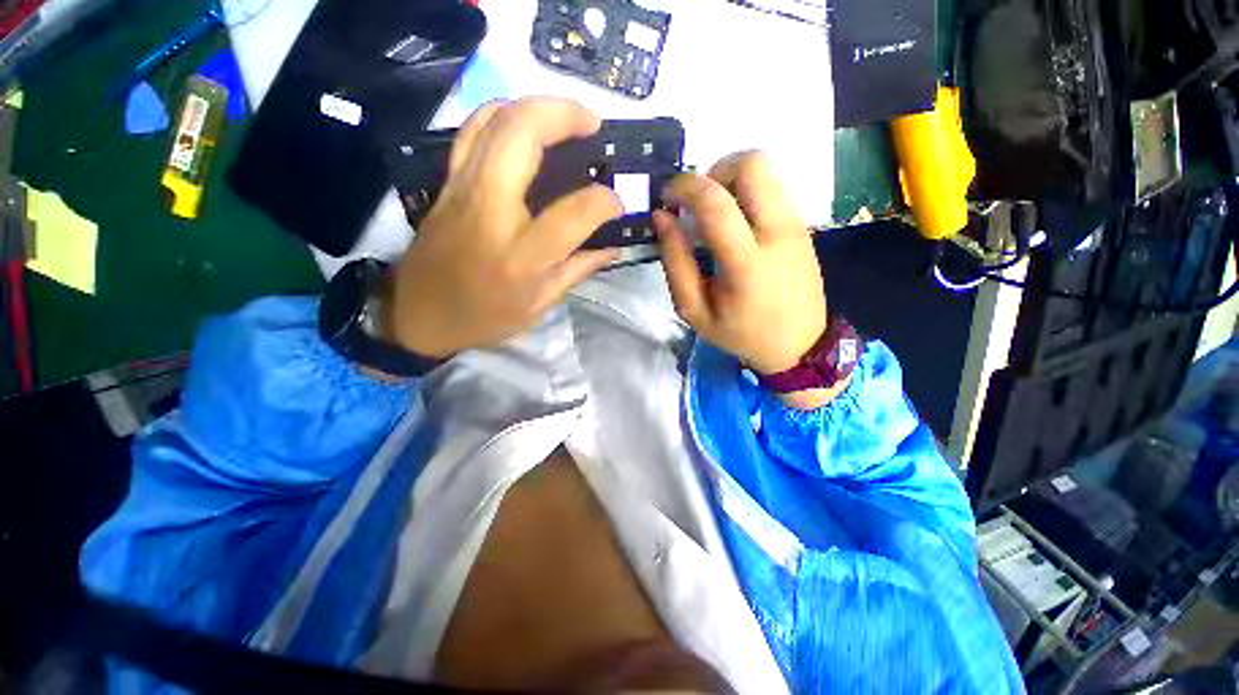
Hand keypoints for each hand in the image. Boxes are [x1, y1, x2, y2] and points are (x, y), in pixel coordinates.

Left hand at [384, 98, 622, 357]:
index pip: (573, 212)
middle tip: (594, 125)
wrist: (418, 315)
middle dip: (565, 115)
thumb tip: (612, 246)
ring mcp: (462, 188)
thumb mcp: (539, 305)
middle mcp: (490, 210)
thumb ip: (578, 270)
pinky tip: (526, 125)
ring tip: (567, 118)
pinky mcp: (447, 182)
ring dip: (536, 106)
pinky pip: (474, 130)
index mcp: (520, 255)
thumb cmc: (483, 317)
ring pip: (495, 119)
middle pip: (523, 135)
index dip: (604, 201)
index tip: (616, 203)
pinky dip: (504, 114)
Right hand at [654, 152, 827, 377]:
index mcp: (747, 263)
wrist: (800, 345)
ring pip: (765, 168)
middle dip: (714, 170)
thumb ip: (675, 264)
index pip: (716, 202)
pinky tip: (735, 223)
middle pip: (752, 163)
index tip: (667, 197)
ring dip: (730, 179)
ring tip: (714, 213)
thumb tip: (663, 218)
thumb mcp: (695, 311)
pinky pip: (771, 187)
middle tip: (697, 203)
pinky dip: (745, 192)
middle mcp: (778, 232)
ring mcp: (796, 224)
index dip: (685, 187)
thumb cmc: (742, 333)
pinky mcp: (802, 224)